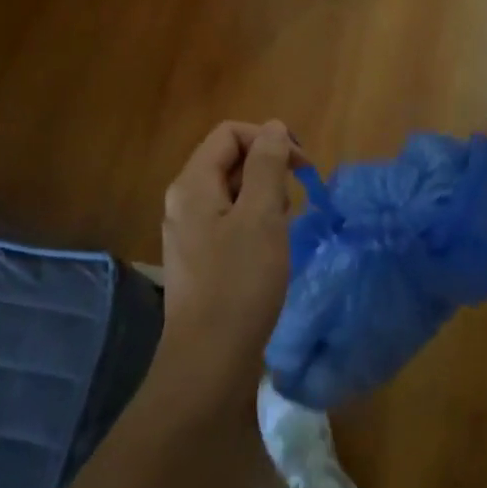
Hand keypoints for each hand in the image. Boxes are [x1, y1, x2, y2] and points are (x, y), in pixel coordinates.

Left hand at [153, 120, 299, 413]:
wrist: (210, 360)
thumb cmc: (239, 283)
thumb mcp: (261, 216)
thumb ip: (266, 165)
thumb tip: (272, 128)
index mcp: (192, 184)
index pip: (230, 134)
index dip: (268, 139)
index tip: (302, 166)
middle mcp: (184, 202)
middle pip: (229, 160)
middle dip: (268, 171)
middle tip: (293, 203)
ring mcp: (190, 232)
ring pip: (233, 193)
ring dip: (265, 199)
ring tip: (284, 229)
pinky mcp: (201, 258)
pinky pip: (231, 222)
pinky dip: (256, 224)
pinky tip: (272, 249)